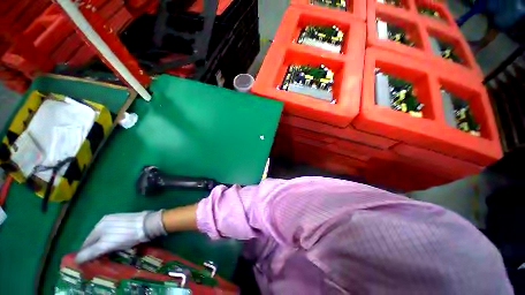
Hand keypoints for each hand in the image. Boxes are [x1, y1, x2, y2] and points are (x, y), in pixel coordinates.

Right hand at [75, 210, 165, 263]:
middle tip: (97, 259)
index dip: (86, 252)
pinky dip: (112, 239)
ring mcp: (117, 219)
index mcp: (100, 225)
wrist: (147, 224)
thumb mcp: (106, 245)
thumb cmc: (126, 235)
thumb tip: (77, 259)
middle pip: (96, 238)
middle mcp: (106, 220)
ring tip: (107, 253)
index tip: (86, 262)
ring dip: (103, 244)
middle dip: (94, 248)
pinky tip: (117, 244)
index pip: (87, 241)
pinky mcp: (127, 221)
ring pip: (105, 235)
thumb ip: (91, 252)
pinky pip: (115, 232)